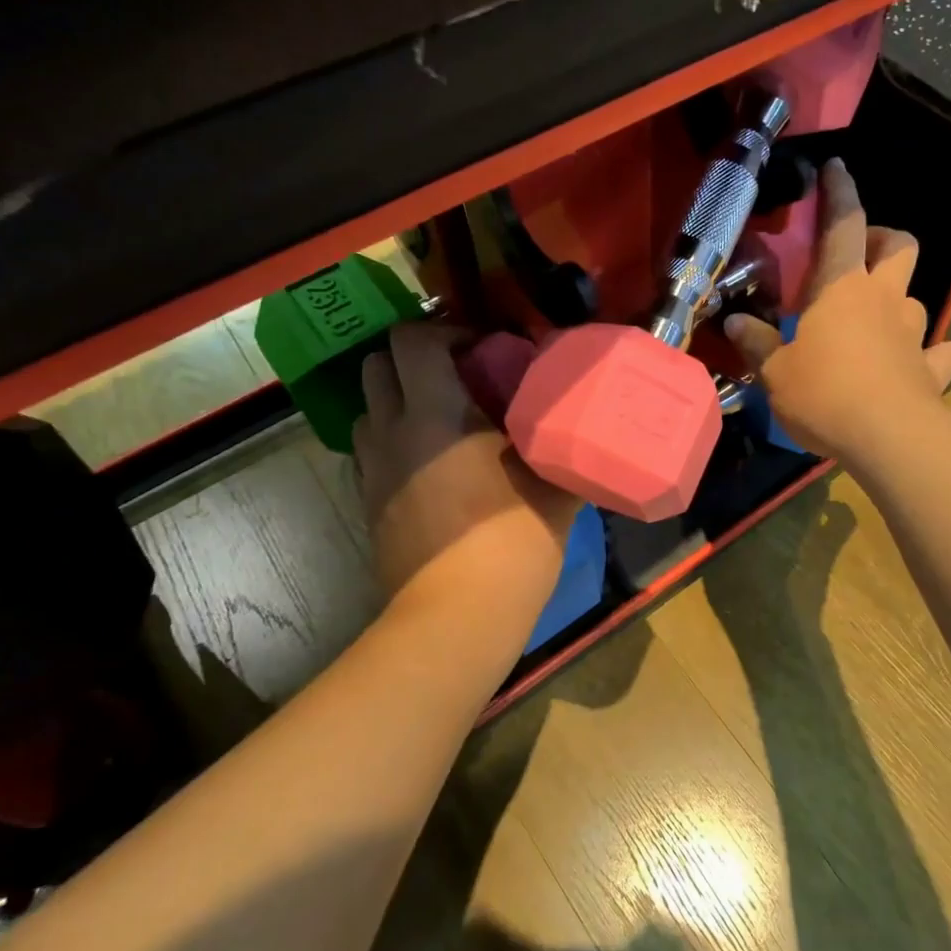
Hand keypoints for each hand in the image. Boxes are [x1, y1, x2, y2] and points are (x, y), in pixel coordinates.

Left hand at [353, 324, 581, 622]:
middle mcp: (392, 431)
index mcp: (435, 414)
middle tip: (460, 377)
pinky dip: (393, 440)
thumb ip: (564, 444)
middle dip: (414, 358)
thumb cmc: (512, 542)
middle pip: (378, 364)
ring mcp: (373, 469)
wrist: (456, 617)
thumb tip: (583, 424)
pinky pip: (371, 450)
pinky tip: (430, 465)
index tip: (486, 350)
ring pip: (369, 408)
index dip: (447, 332)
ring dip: (399, 399)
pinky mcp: (367, 503)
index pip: (414, 340)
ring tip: (442, 419)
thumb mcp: (555, 487)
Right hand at [724, 158, 950, 462]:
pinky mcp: (931, 370)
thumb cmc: (824, 393)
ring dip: (898, 301)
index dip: (839, 193)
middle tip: (859, 256)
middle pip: (900, 247)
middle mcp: (884, 300)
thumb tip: (734, 321)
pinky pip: (938, 353)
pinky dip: (930, 354)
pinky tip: (918, 364)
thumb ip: (757, 343)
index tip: (836, 168)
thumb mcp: (775, 372)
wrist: (888, 438)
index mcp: (842, 288)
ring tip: (875, 321)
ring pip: (916, 299)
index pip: (844, 225)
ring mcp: (913, 334)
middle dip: (884, 239)